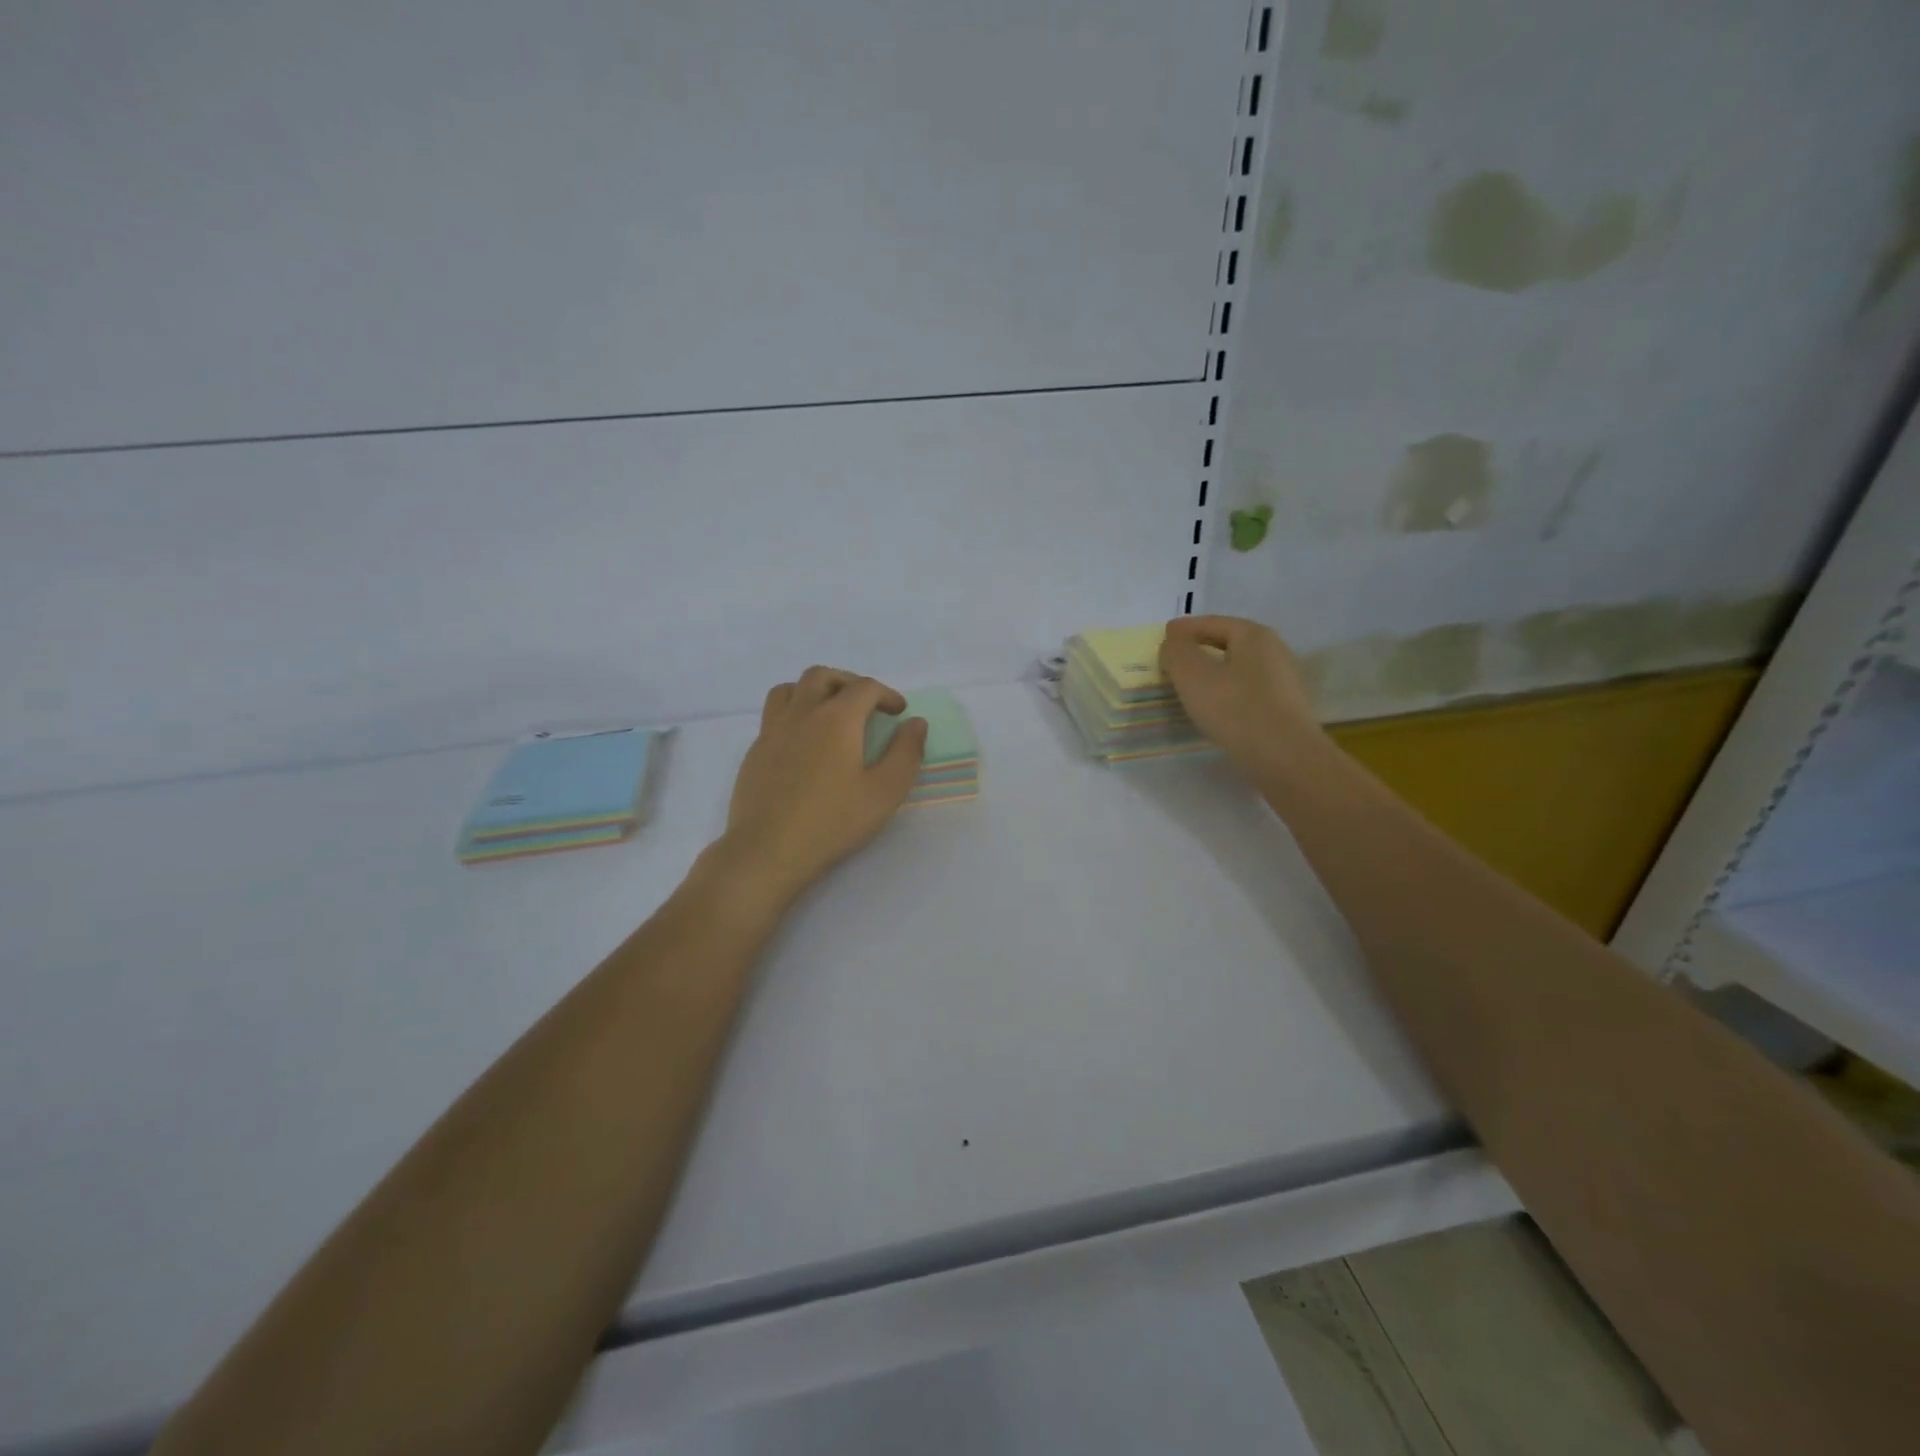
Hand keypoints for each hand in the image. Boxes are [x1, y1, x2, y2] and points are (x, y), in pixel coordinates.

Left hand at [711, 666, 927, 908]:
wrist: (768, 850)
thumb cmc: (833, 822)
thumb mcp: (885, 792)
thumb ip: (906, 753)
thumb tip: (915, 723)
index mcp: (837, 718)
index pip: (864, 687)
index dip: (887, 695)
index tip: (899, 713)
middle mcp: (802, 713)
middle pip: (823, 676)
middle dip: (849, 683)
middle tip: (866, 705)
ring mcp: (773, 731)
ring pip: (790, 689)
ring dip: (814, 690)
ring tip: (829, 712)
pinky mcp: (755, 751)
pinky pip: (774, 715)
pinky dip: (794, 713)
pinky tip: (803, 742)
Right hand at [1159, 615, 1321, 779]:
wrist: (1284, 757)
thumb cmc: (1235, 708)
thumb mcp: (1192, 675)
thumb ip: (1176, 652)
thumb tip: (1174, 642)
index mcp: (1254, 635)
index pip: (1213, 623)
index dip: (1185, 628)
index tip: (1164, 635)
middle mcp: (1274, 650)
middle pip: (1229, 642)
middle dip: (1200, 648)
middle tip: (1175, 658)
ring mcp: (1283, 681)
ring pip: (1238, 668)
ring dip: (1213, 672)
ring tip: (1190, 684)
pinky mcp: (1284, 708)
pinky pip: (1247, 690)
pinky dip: (1226, 691)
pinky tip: (1214, 707)